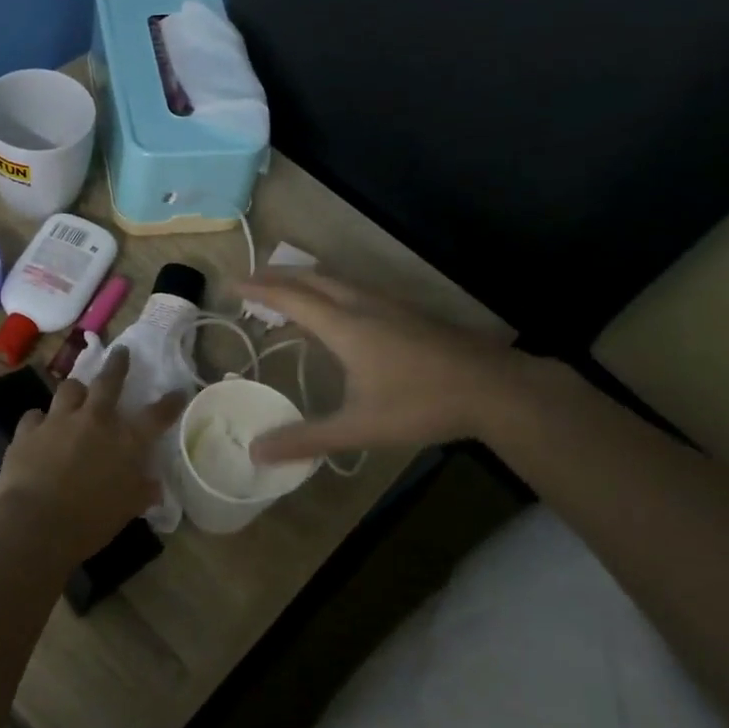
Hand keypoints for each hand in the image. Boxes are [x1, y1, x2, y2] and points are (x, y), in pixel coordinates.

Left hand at [0, 347, 186, 557]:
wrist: (36, 524)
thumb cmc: (90, 521)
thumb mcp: (127, 510)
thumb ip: (142, 491)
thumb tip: (153, 484)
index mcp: (125, 441)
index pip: (155, 416)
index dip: (169, 403)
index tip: (178, 391)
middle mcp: (94, 421)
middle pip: (108, 382)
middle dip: (117, 365)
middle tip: (121, 352)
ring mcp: (58, 421)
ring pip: (69, 390)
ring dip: (76, 390)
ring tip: (77, 393)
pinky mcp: (27, 431)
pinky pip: (34, 416)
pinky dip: (40, 420)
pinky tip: (39, 428)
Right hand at [240, 270, 526, 463]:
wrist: (495, 388)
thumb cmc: (421, 404)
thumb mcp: (358, 428)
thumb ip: (306, 439)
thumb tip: (256, 451)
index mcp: (345, 326)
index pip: (291, 298)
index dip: (260, 289)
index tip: (233, 283)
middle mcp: (363, 305)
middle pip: (313, 278)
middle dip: (279, 276)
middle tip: (253, 280)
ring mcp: (390, 304)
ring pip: (338, 280)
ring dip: (307, 280)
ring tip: (289, 290)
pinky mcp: (409, 312)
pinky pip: (356, 289)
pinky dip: (332, 289)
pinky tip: (341, 309)